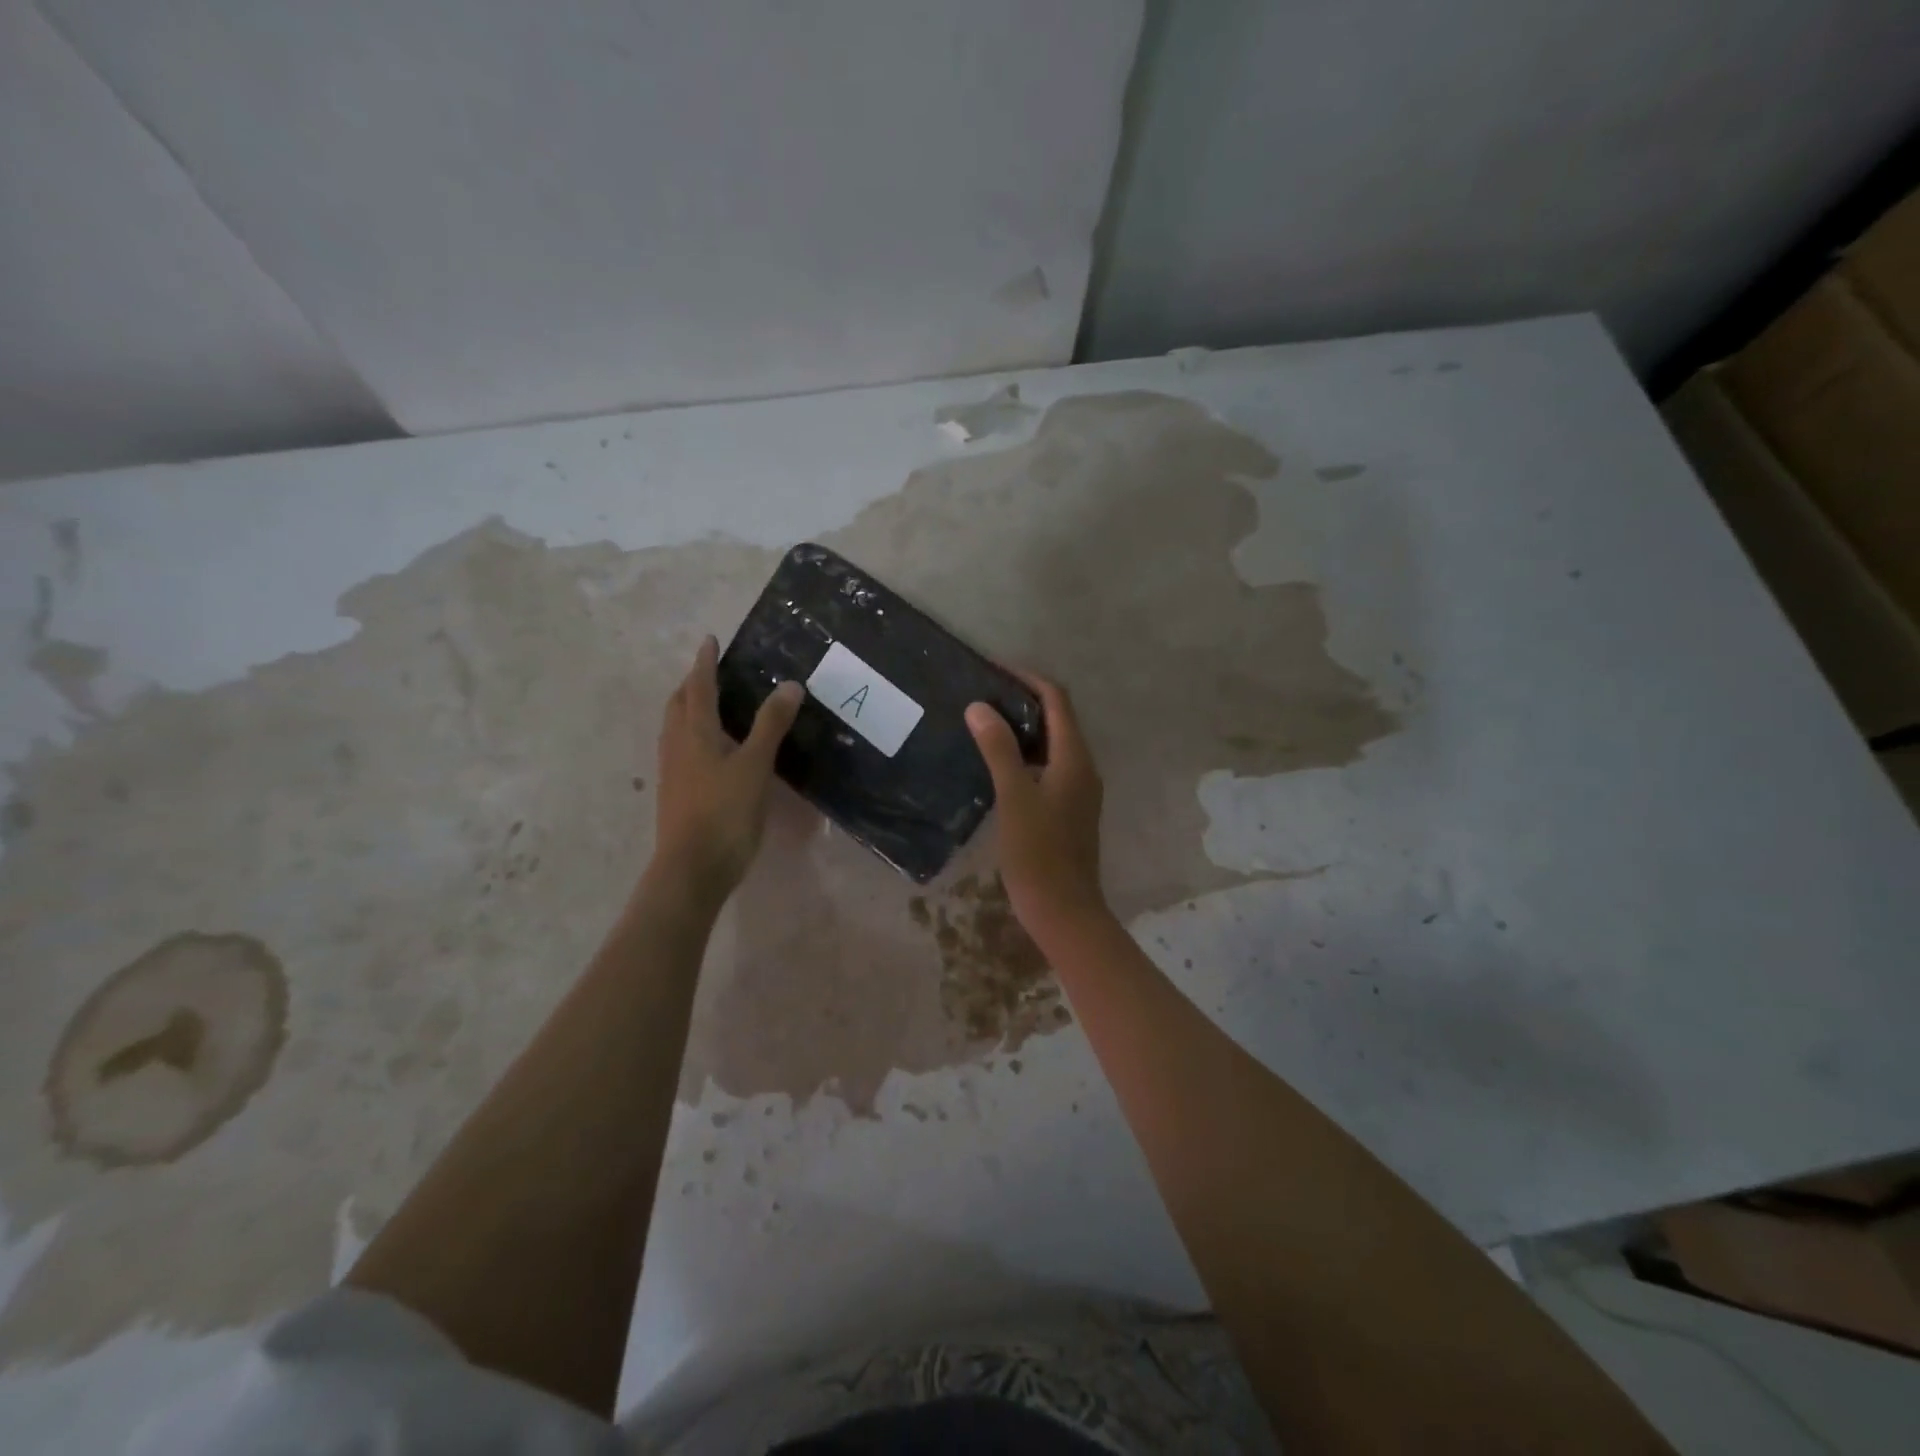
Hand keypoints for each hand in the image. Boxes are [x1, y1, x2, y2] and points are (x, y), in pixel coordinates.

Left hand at [651, 635, 803, 903]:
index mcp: (694, 733)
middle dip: (691, 684)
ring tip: (710, 704)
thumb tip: (789, 684)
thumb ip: (771, 725)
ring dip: (689, 709)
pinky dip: (694, 735)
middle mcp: (677, 746)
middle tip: (710, 671)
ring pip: (676, 728)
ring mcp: (673, 772)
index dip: (704, 662)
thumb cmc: (724, 813)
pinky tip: (711, 750)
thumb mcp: (755, 765)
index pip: (698, 687)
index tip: (709, 639)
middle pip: (678, 705)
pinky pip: (681, 750)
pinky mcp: (677, 794)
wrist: (692, 869)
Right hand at [965, 673, 1108, 939]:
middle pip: (1057, 718)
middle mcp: (1082, 767)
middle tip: (982, 694)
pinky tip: (996, 764)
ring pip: (1052, 744)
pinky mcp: (1068, 809)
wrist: (1064, 911)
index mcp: (1074, 758)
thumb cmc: (1039, 854)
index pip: (1056, 700)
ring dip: (1023, 728)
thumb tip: (980, 706)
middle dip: (1023, 700)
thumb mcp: (1014, 798)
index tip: (993, 669)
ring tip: (983, 722)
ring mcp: (1078, 790)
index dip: (1028, 679)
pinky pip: (1048, 766)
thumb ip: (999, 750)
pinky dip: (1025, 754)